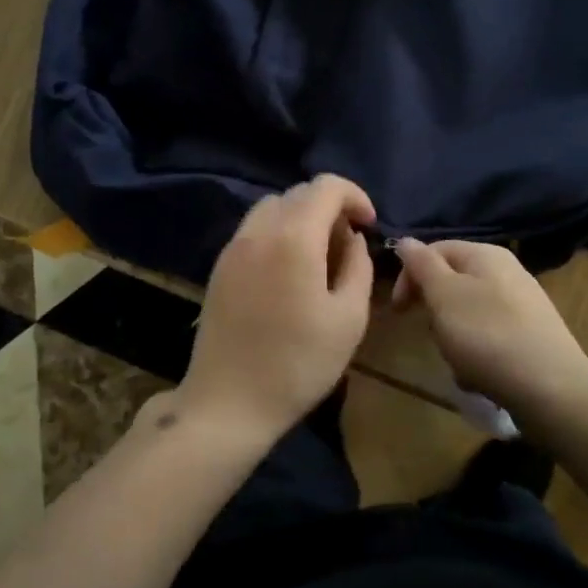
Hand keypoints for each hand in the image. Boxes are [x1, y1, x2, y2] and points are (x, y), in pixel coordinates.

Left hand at [181, 175, 377, 439]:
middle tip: (347, 247)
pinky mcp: (219, 266)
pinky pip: (254, 230)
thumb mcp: (348, 319)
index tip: (368, 226)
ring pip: (273, 207)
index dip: (354, 196)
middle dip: (330, 208)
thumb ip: (358, 266)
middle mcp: (259, 230)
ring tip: (318, 258)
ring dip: (302, 218)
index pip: (326, 186)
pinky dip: (278, 233)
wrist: (227, 402)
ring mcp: (233, 246)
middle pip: (299, 193)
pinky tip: (288, 273)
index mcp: (293, 237)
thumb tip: (352, 239)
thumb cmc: (297, 364)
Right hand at [392, 239, 587, 419]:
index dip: (409, 275)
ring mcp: (522, 304)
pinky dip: (477, 356)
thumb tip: (406, 240)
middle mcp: (507, 272)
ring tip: (458, 362)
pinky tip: (478, 377)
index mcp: (485, 254)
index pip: (434, 250)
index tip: (398, 309)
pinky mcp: (531, 336)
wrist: (551, 389)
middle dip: (434, 310)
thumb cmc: (487, 335)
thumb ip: (422, 265)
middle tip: (432, 335)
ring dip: (454, 338)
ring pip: (468, 314)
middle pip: (452, 283)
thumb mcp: (444, 295)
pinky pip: (490, 339)